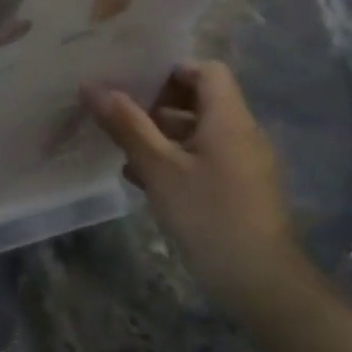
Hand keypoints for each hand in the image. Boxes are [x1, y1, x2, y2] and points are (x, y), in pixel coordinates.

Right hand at [84, 61, 311, 321]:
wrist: (260, 281)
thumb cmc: (208, 214)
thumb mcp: (158, 167)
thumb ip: (126, 125)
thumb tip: (92, 87)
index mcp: (229, 120)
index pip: (206, 71)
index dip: (170, 70)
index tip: (131, 82)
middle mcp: (241, 134)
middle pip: (199, 100)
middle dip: (155, 103)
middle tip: (114, 113)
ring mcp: (242, 163)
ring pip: (196, 132)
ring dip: (158, 134)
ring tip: (118, 145)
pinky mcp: (237, 189)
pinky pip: (201, 158)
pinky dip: (171, 159)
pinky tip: (139, 177)